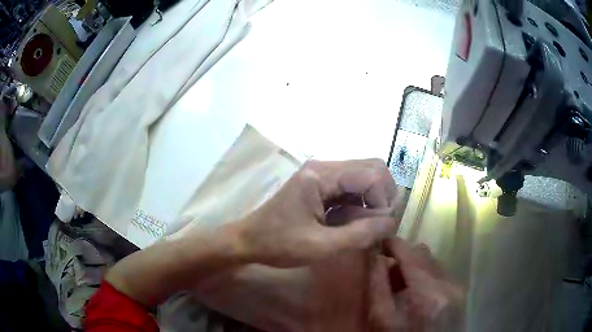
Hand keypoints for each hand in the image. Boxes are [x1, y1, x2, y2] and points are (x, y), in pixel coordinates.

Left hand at [238, 159, 398, 266]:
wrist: (249, 240)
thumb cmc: (279, 244)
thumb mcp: (320, 246)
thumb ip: (359, 234)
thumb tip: (392, 222)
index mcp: (320, 175)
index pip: (371, 173)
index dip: (382, 199)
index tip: (378, 226)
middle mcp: (324, 166)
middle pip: (372, 167)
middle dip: (382, 195)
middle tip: (376, 223)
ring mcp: (322, 173)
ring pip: (365, 176)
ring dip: (372, 200)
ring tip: (361, 226)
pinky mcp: (322, 184)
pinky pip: (352, 187)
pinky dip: (360, 203)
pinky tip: (350, 222)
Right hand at [368, 238, 464, 331]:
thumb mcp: (382, 319)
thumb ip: (377, 285)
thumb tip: (375, 257)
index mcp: (426, 292)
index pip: (410, 253)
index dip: (393, 244)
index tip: (379, 243)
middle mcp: (447, 284)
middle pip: (423, 254)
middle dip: (403, 257)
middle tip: (388, 272)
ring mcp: (457, 287)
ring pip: (433, 262)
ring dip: (415, 267)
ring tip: (402, 286)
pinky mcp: (460, 291)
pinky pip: (441, 272)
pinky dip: (426, 275)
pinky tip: (417, 293)